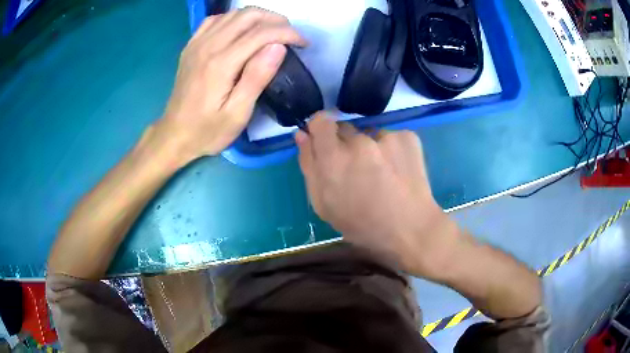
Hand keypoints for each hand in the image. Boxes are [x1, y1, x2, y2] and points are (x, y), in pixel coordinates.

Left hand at [152, 7, 306, 165]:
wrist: (174, 135)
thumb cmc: (207, 130)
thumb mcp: (237, 113)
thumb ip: (257, 77)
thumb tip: (278, 47)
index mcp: (221, 63)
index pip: (262, 33)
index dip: (288, 33)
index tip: (304, 43)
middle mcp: (208, 46)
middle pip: (248, 15)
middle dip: (276, 20)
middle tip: (290, 35)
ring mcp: (197, 43)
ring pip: (233, 14)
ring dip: (258, 17)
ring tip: (271, 32)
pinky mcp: (191, 46)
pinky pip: (215, 20)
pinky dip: (234, 19)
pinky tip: (241, 31)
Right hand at [296, 113, 462, 277]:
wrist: (412, 229)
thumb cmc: (363, 225)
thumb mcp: (324, 205)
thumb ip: (309, 166)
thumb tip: (302, 134)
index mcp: (333, 159)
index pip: (321, 121)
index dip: (321, 129)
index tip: (326, 142)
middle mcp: (359, 142)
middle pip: (345, 128)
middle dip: (345, 144)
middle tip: (357, 170)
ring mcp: (386, 137)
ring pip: (369, 134)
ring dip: (370, 148)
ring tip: (382, 174)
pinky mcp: (407, 137)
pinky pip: (390, 137)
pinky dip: (391, 150)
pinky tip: (398, 171)